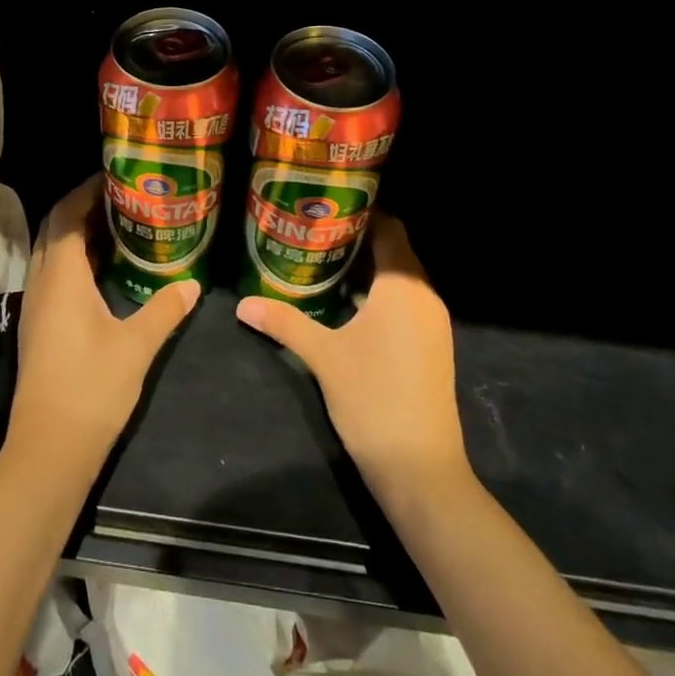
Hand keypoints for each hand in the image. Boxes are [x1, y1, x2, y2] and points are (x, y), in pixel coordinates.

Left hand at [8, 176, 200, 467]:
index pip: (66, 216)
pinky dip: (75, 260)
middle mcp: (41, 283)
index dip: (86, 191)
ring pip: (51, 253)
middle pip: (54, 229)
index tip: (114, 177)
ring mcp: (36, 306)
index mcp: (61, 277)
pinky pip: (53, 275)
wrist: (49, 449)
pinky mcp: (39, 326)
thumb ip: (165, 309)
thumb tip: (193, 284)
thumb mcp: (137, 345)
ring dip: (77, 234)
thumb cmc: (91, 388)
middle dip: (82, 207)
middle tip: (121, 197)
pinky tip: (105, 271)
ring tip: (118, 225)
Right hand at [235, 215, 467, 496]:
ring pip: (399, 279)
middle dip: (357, 239)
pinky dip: (378, 295)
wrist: (421, 470)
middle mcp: (424, 297)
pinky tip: (345, 304)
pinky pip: (405, 303)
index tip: (326, 205)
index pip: (389, 228)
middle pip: (394, 251)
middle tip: (313, 231)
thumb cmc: (373, 399)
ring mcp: (432, 324)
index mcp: (403, 287)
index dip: (361, 213)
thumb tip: (243, 304)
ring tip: (322, 260)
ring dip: (367, 269)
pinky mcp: (431, 347)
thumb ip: (284, 322)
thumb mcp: (323, 356)